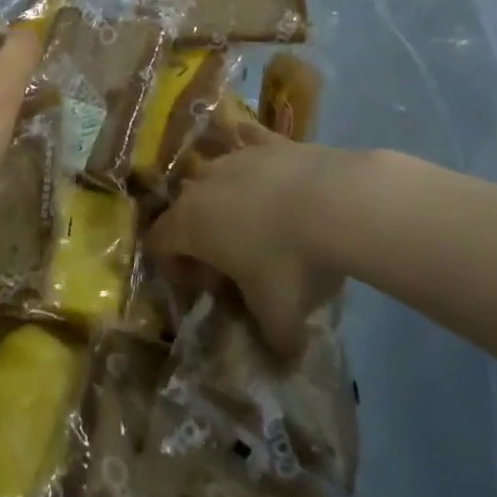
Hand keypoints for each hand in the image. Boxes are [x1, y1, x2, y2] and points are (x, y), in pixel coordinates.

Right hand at [149, 135, 356, 358]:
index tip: (206, 288)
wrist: (338, 203)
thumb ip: (272, 340)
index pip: (158, 243)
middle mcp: (202, 184)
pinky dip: (249, 150)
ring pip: (214, 174)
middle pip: (184, 209)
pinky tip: (263, 163)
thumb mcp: (280, 317)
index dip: (173, 268)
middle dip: (200, 235)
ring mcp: (235, 156)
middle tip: (233, 262)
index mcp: (190, 224)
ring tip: (257, 222)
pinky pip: (247, 140)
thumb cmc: (292, 262)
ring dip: (225, 198)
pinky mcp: (268, 141)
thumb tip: (282, 356)